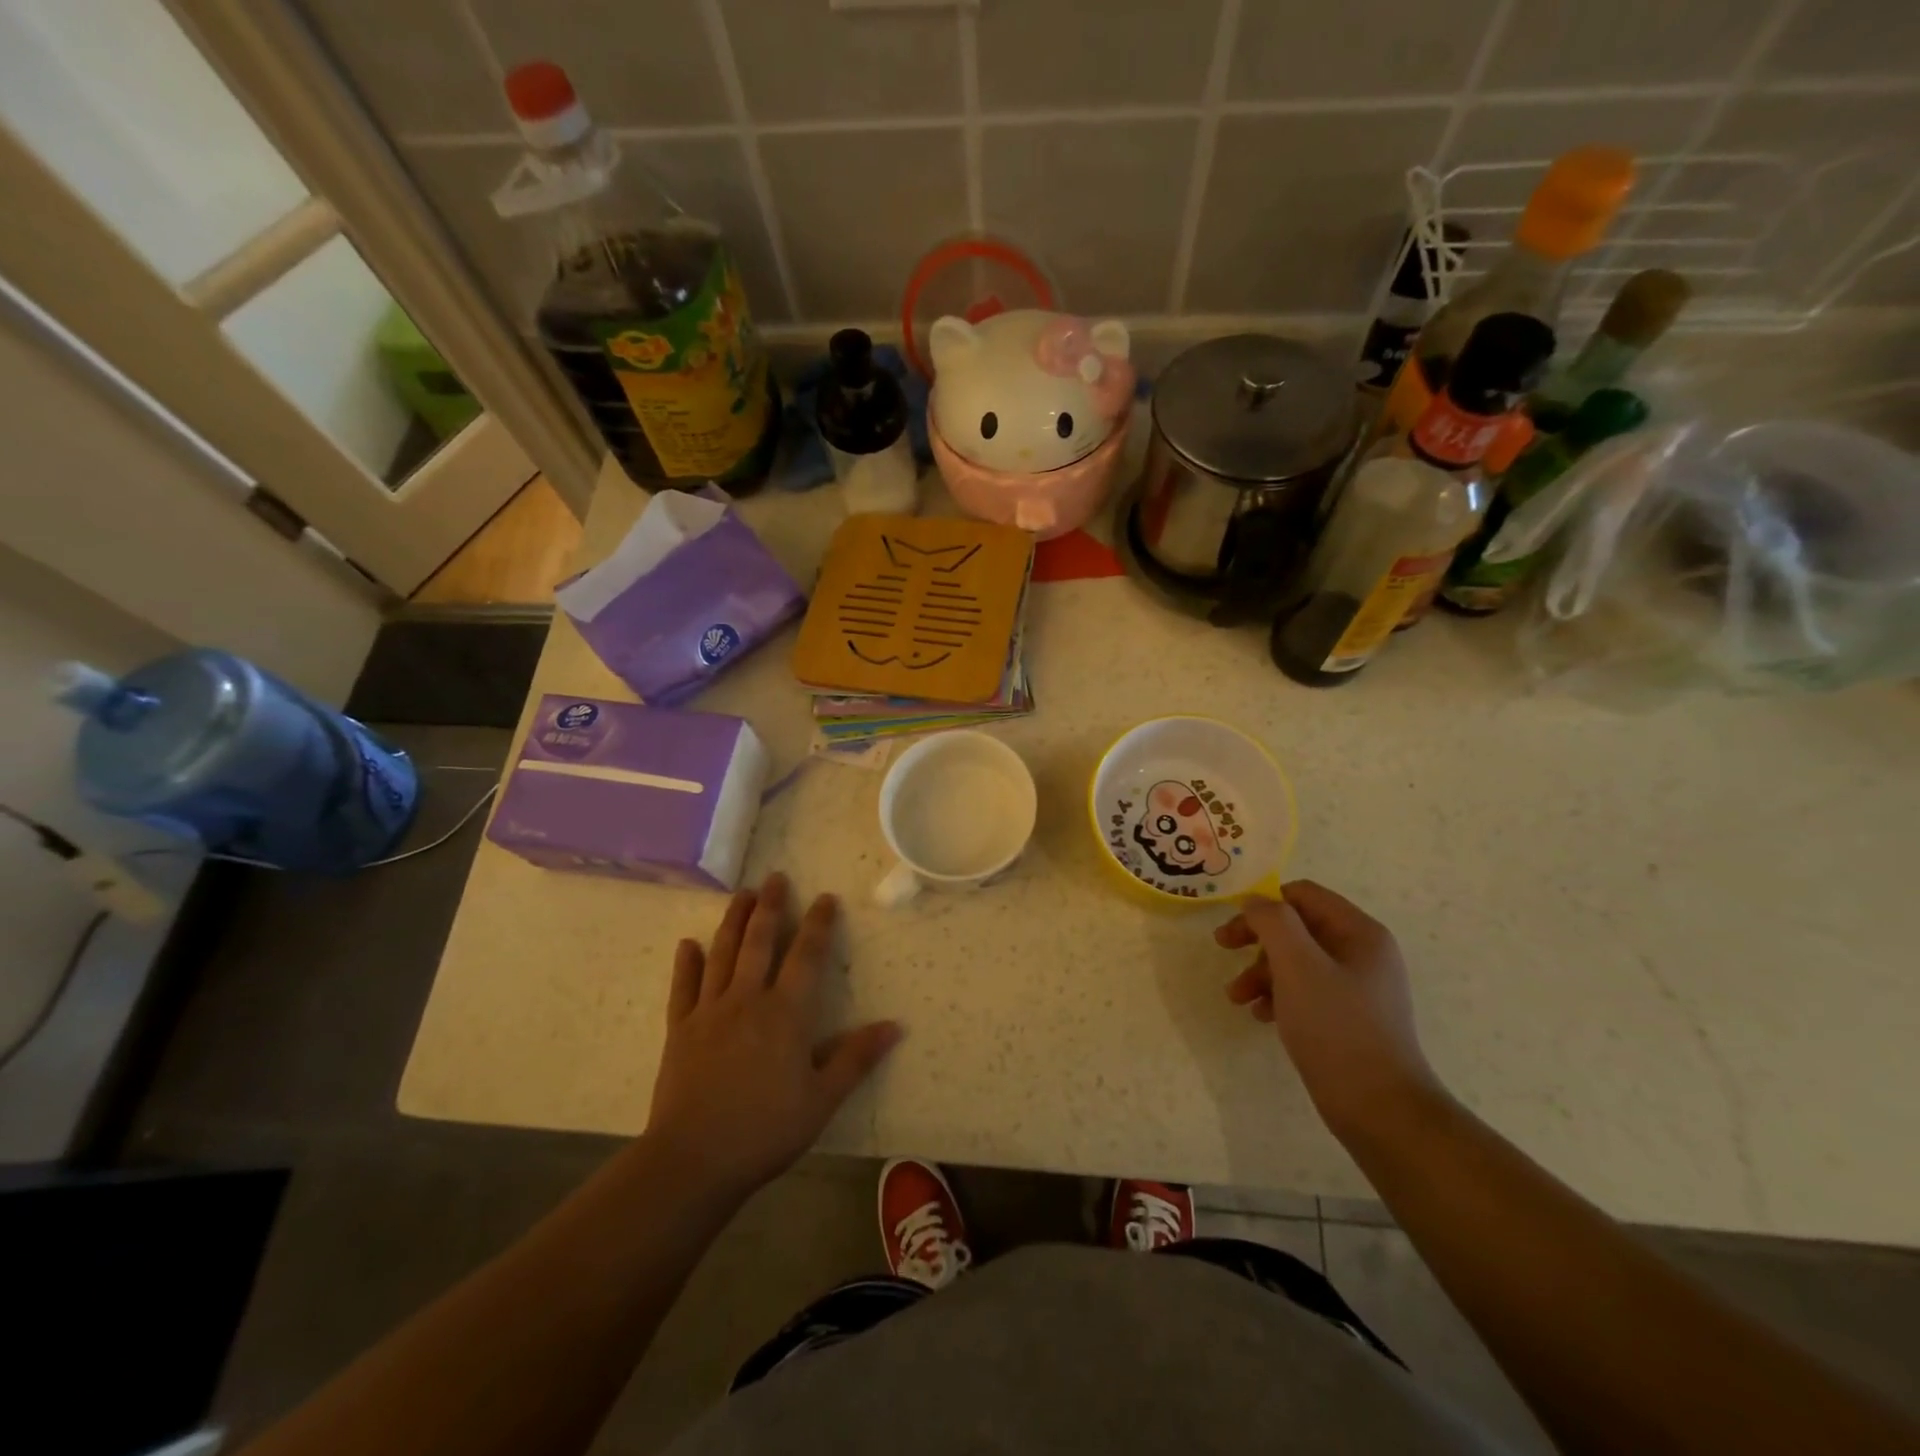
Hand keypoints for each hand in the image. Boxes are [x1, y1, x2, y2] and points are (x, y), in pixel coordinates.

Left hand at [647, 873, 901, 1201]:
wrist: (694, 1160)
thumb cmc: (766, 1130)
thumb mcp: (822, 1099)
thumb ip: (856, 1058)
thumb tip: (895, 1025)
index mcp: (786, 1013)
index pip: (807, 956)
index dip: (818, 924)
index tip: (825, 898)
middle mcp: (747, 1000)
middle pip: (759, 942)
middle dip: (770, 907)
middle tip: (775, 877)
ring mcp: (710, 1012)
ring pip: (722, 954)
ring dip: (733, 921)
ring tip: (741, 894)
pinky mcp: (680, 1030)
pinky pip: (684, 987)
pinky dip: (686, 963)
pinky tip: (688, 943)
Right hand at [1216, 880, 1444, 1144]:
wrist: (1379, 1108)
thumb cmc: (1336, 1027)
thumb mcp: (1297, 965)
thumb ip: (1273, 922)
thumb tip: (1256, 901)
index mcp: (1359, 933)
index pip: (1304, 895)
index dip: (1265, 903)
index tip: (1233, 924)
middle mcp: (1362, 953)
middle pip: (1298, 927)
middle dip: (1257, 939)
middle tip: (1223, 949)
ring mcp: (1358, 987)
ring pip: (1297, 961)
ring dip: (1261, 972)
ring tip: (1236, 997)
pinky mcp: (1349, 1018)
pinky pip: (1306, 991)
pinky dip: (1278, 996)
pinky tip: (1261, 1016)